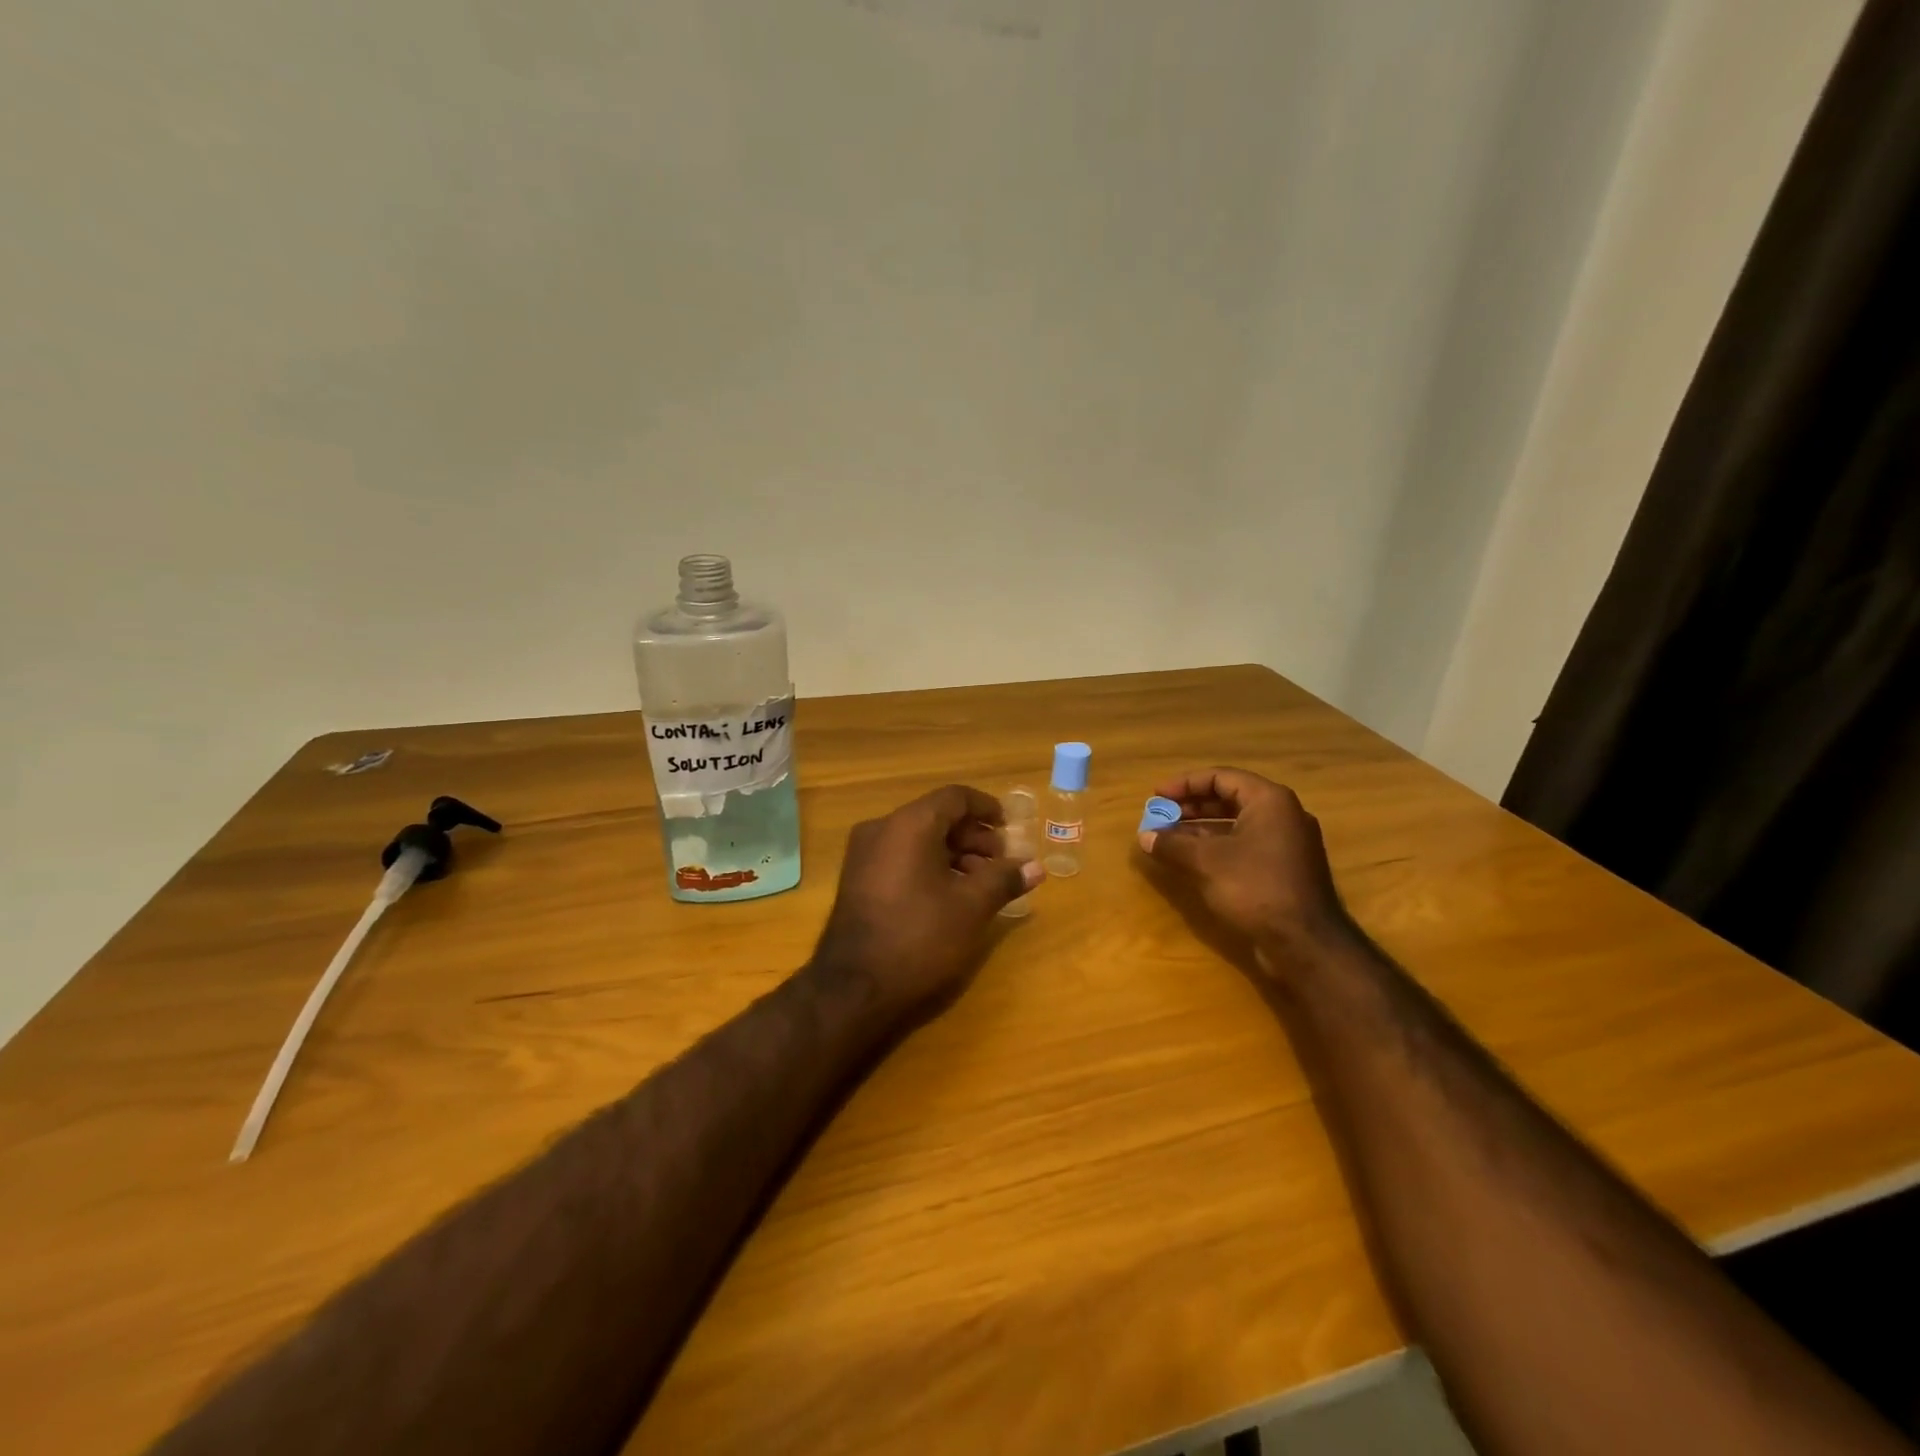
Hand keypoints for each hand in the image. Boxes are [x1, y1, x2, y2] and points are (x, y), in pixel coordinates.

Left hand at [810, 785, 1043, 1017]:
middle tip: (1001, 864)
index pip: (954, 797)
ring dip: (954, 854)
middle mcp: (881, 829)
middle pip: (936, 817)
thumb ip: (1004, 879)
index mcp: (908, 824)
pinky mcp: (858, 880)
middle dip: (973, 837)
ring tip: (981, 884)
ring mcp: (864, 855)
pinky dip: (930, 866)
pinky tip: (950, 896)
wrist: (853, 988)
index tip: (1009, 828)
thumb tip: (1035, 867)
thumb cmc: (919, 937)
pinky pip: (901, 858)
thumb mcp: (971, 907)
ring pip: (918, 839)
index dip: (986, 808)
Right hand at [1138, 767, 1356, 965]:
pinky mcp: (1284, 869)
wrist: (1305, 943)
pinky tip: (1192, 860)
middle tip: (1161, 815)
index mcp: (1270, 801)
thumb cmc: (1255, 887)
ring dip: (1201, 829)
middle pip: (1229, 798)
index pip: (1221, 777)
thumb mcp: (1206, 862)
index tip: (1157, 796)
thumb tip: (1144, 836)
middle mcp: (1283, 815)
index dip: (1185, 784)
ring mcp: (1286, 843)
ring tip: (1169, 839)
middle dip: (1191, 806)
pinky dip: (1217, 847)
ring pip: (1236, 824)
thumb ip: (1172, 844)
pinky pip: (1245, 845)